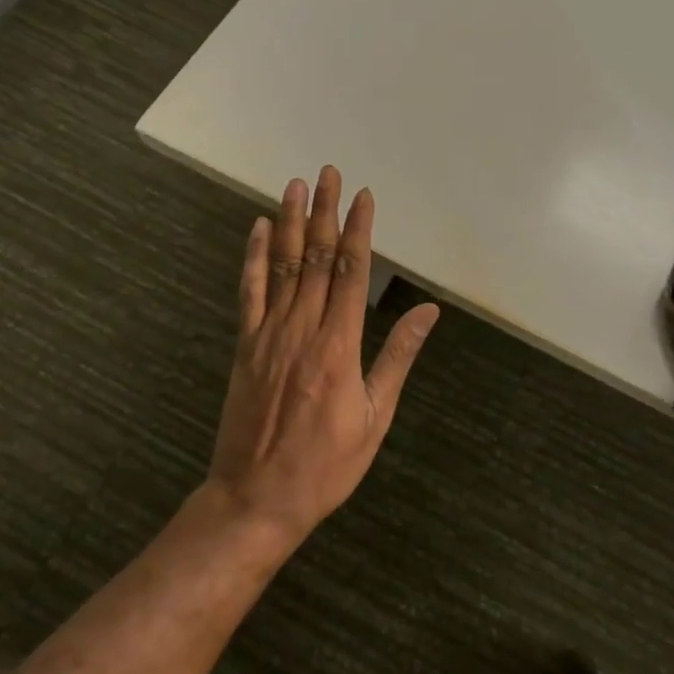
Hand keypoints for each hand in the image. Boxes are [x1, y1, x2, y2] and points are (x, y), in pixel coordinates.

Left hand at [205, 166, 439, 544]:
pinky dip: (255, 258)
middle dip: (326, 212)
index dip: (358, 230)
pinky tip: (260, 229)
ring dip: (292, 223)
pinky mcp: (245, 345)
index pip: (352, 272)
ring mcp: (269, 334)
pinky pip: (249, 292)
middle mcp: (303, 329)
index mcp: (339, 346)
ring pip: (284, 266)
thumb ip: (398, 357)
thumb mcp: (375, 417)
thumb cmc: (326, 464)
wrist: (255, 500)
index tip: (364, 197)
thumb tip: (428, 310)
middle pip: (317, 258)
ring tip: (297, 185)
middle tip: (330, 173)